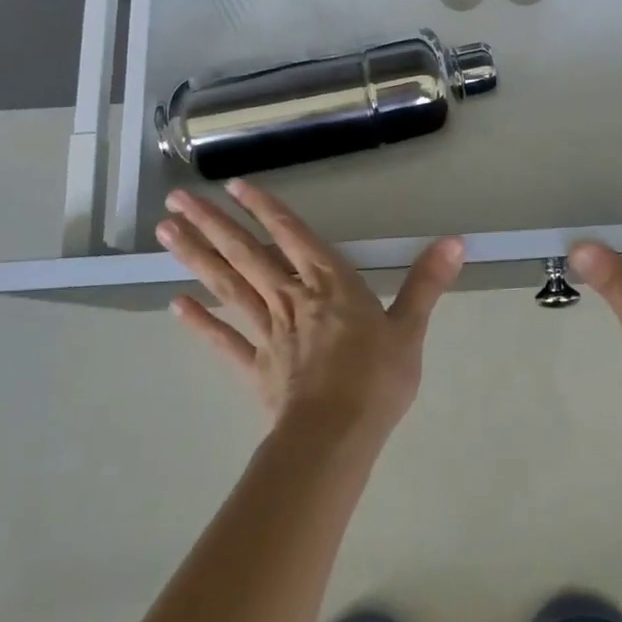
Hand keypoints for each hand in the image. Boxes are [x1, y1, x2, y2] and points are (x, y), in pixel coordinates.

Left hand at [158, 179, 464, 436]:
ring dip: (197, 259)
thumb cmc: (377, 379)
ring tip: (166, 233)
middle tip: (177, 199)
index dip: (266, 209)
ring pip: (228, 287)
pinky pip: (224, 341)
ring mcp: (268, 332)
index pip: (294, 236)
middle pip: (247, 255)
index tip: (234, 185)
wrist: (337, 437)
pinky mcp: (256, 366)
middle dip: (213, 225)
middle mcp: (292, 298)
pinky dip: (200, 323)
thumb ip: (426, 283)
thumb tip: (455, 241)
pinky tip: (176, 305)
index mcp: (330, 284)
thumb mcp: (410, 328)